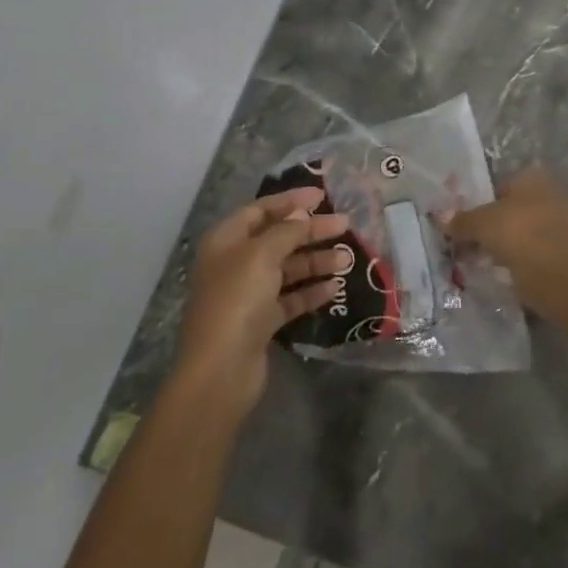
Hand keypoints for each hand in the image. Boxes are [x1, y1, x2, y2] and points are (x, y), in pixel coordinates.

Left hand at [172, 187, 353, 416]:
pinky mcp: (261, 322)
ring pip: (287, 269)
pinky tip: (335, 288)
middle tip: (345, 225)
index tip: (322, 196)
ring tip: (347, 259)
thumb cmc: (237, 301)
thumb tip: (301, 213)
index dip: (290, 200)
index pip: (260, 210)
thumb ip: (285, 231)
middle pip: (278, 238)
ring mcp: (248, 294)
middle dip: (310, 231)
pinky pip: (290, 299)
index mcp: (226, 241)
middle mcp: (235, 263)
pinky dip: (311, 291)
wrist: (221, 371)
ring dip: (316, 261)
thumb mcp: (261, 255)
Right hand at [442, 168, 567, 305]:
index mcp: (534, 178)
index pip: (500, 184)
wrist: (557, 275)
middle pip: (510, 209)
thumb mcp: (480, 223)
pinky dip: (515, 260)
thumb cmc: (518, 233)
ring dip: (501, 244)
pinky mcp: (563, 253)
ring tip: (477, 260)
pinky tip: (497, 271)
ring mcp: (560, 225)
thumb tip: (439, 216)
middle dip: (490, 225)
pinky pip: (530, 252)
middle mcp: (550, 195)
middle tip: (467, 241)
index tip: (464, 220)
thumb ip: (461, 220)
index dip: (480, 201)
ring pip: (520, 232)